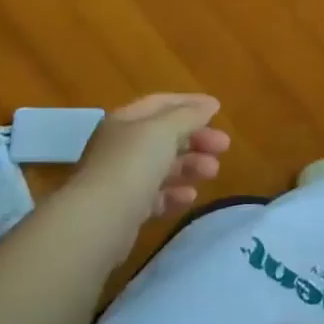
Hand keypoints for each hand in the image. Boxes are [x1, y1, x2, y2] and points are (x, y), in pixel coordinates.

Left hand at [70, 93, 230, 230]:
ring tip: (212, 172)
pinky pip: (156, 196)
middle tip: (224, 146)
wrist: (98, 220)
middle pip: (165, 136)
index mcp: (126, 121)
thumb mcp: (164, 130)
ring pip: (163, 167)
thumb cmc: (132, 164)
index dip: (190, 103)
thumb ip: (189, 115)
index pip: (161, 104)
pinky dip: (175, 194)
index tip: (218, 110)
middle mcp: (121, 146)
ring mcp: (122, 179)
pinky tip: (190, 197)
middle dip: (197, 139)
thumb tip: (209, 104)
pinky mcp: (125, 210)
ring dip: (191, 166)